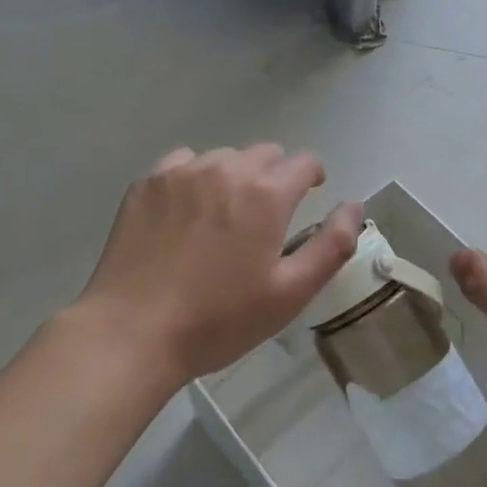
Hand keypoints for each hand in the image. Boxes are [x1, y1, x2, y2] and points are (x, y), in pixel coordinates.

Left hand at [73, 145, 363, 386]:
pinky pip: (183, 163)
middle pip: (265, 154)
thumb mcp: (290, 293)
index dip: (312, 177)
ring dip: (235, 176)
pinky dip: (195, 177)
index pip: (304, 162)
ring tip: (224, 215)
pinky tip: (187, 211)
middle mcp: (226, 169)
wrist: (132, 333)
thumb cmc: (219, 320)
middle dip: (275, 176)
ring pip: (224, 157)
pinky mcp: (147, 184)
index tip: (309, 196)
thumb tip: (354, 206)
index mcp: (266, 194)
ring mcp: (181, 173)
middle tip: (266, 216)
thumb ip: (332, 245)